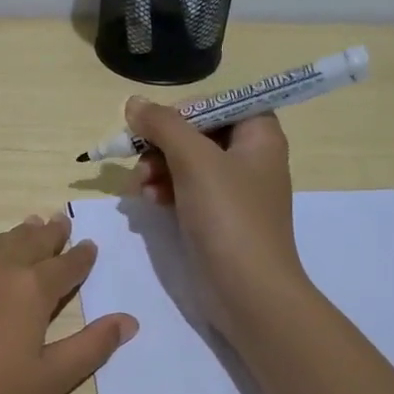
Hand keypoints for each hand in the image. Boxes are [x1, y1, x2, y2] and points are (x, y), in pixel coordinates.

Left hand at [0, 212, 137, 393]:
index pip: (64, 265)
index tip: (90, 245)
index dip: (80, 257)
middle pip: (26, 243)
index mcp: (28, 289)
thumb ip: (90, 347)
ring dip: (14, 237)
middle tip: (59, 221)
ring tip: (27, 228)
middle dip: (47, 234)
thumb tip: (128, 320)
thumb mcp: (47, 383)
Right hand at [124, 97, 306, 331]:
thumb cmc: (228, 216)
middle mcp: (250, 158)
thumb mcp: (194, 161)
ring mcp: (234, 191)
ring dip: (157, 169)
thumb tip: (133, 103)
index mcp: (259, 136)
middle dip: (162, 145)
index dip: (185, 111)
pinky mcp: (217, 218)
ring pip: (186, 163)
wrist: (248, 291)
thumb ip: (163, 125)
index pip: (219, 104)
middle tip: (139, 160)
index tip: (155, 127)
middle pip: (198, 134)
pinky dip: (165, 191)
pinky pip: (186, 191)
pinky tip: (148, 202)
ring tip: (139, 187)